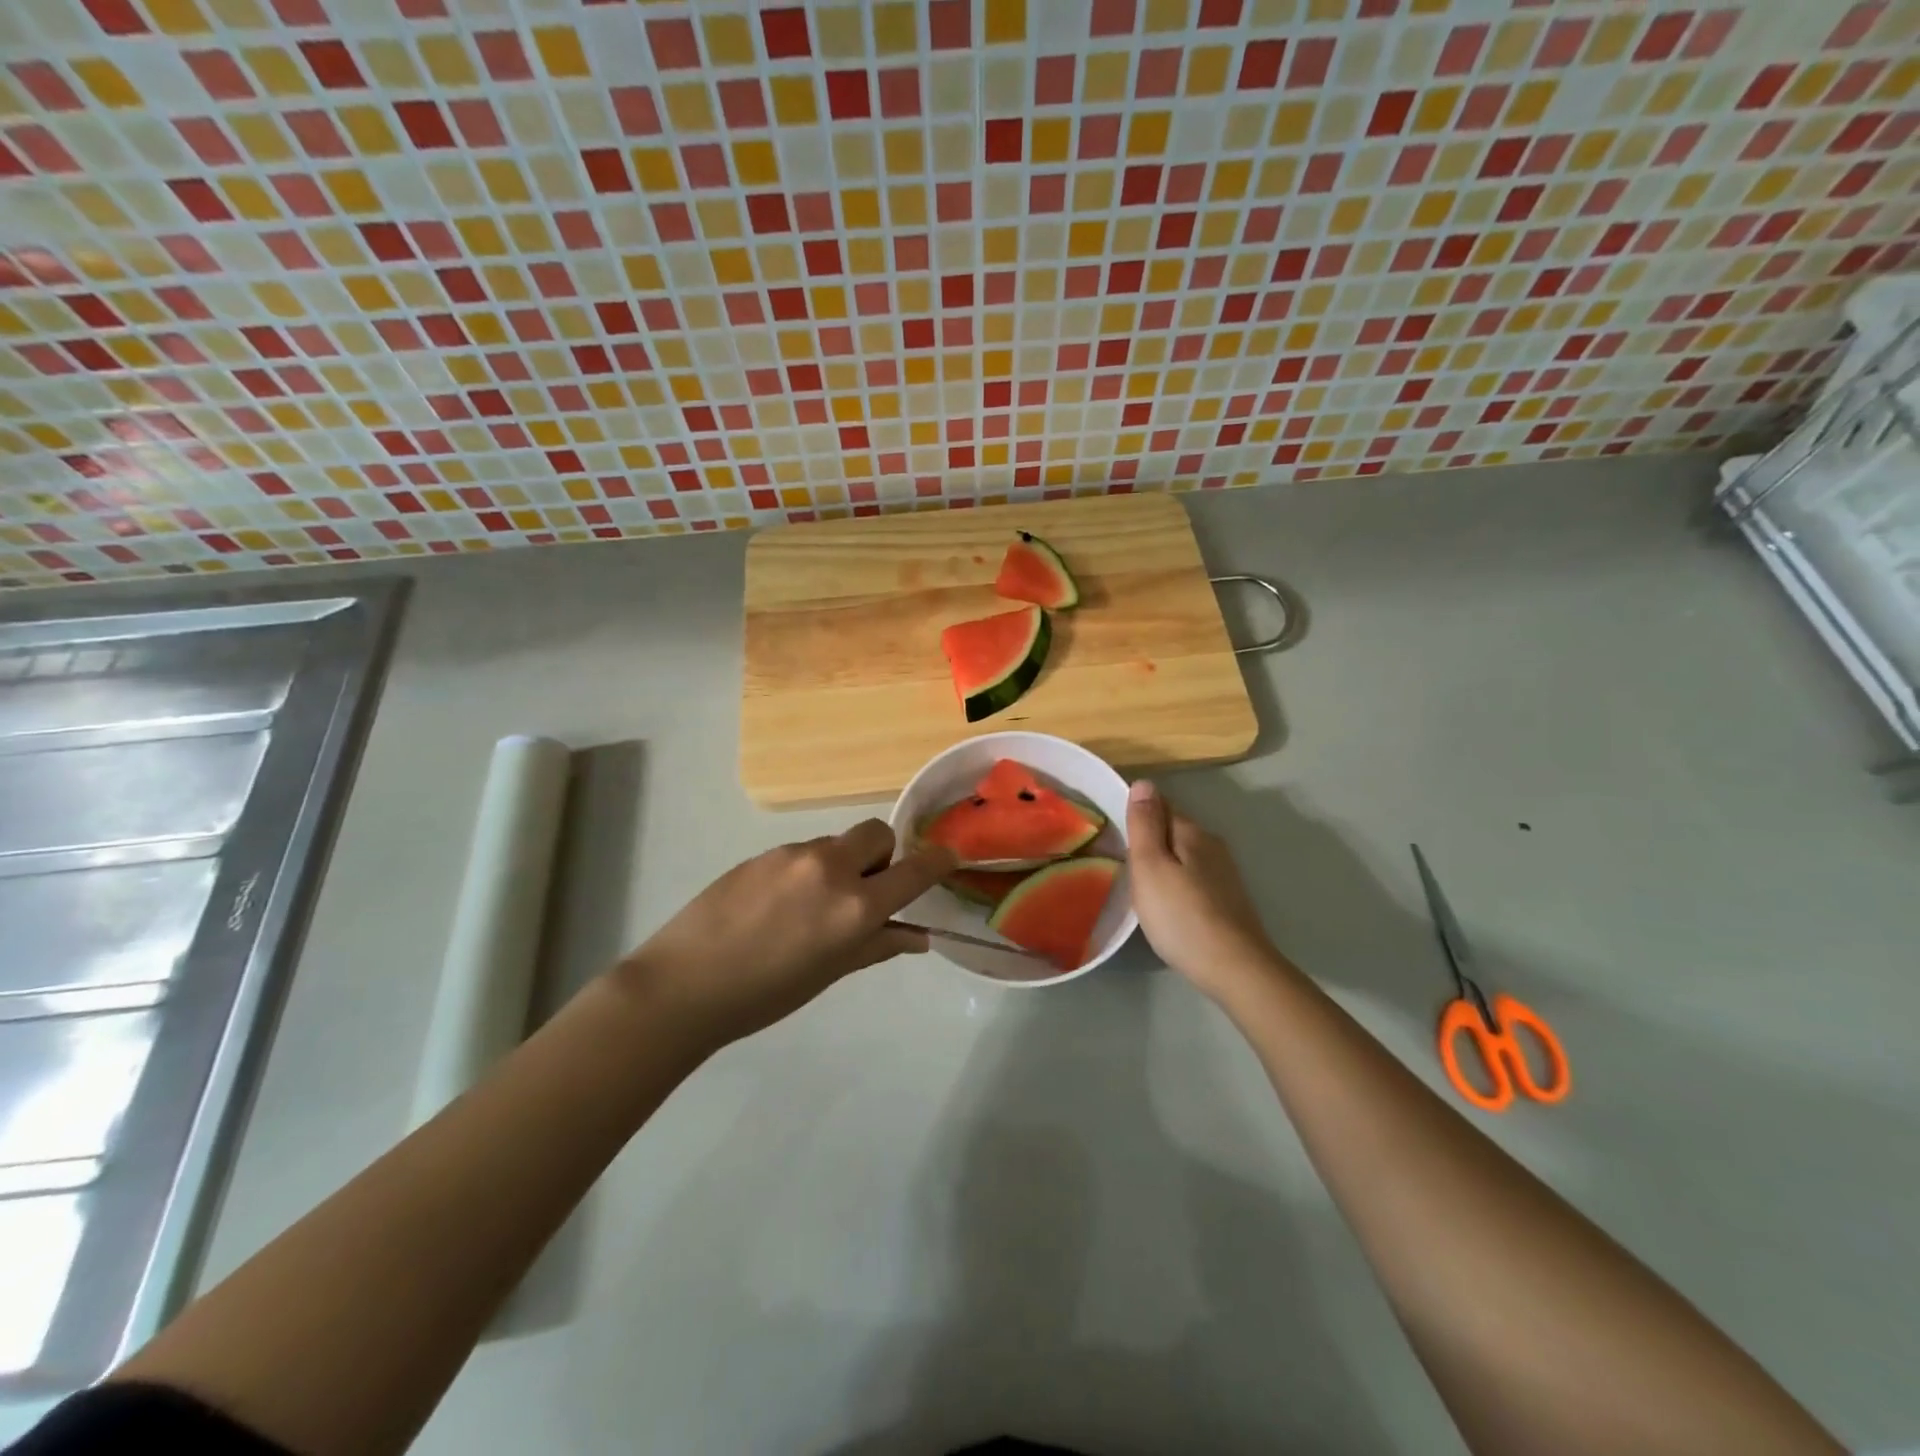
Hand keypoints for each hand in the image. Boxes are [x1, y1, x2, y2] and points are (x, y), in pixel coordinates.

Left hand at [616, 820, 953, 1044]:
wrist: (684, 984)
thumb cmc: (765, 994)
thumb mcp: (830, 973)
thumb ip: (877, 946)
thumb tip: (917, 936)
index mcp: (854, 906)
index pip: (914, 870)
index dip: (937, 861)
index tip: (948, 857)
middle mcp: (830, 868)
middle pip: (877, 833)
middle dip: (883, 854)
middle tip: (864, 889)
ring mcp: (794, 855)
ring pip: (837, 843)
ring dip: (842, 864)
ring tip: (811, 907)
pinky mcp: (763, 853)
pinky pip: (803, 852)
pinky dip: (808, 870)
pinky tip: (779, 904)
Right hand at [1127, 780, 1278, 999]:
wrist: (1235, 968)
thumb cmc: (1181, 916)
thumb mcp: (1150, 866)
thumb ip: (1145, 824)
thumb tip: (1144, 782)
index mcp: (1191, 832)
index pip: (1159, 806)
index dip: (1135, 815)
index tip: (1112, 832)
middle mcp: (1212, 845)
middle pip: (1172, 830)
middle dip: (1149, 839)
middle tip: (1119, 860)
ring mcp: (1224, 873)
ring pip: (1183, 855)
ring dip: (1162, 862)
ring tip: (1137, 884)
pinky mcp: (1227, 899)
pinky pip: (1193, 877)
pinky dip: (1176, 882)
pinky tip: (1166, 903)